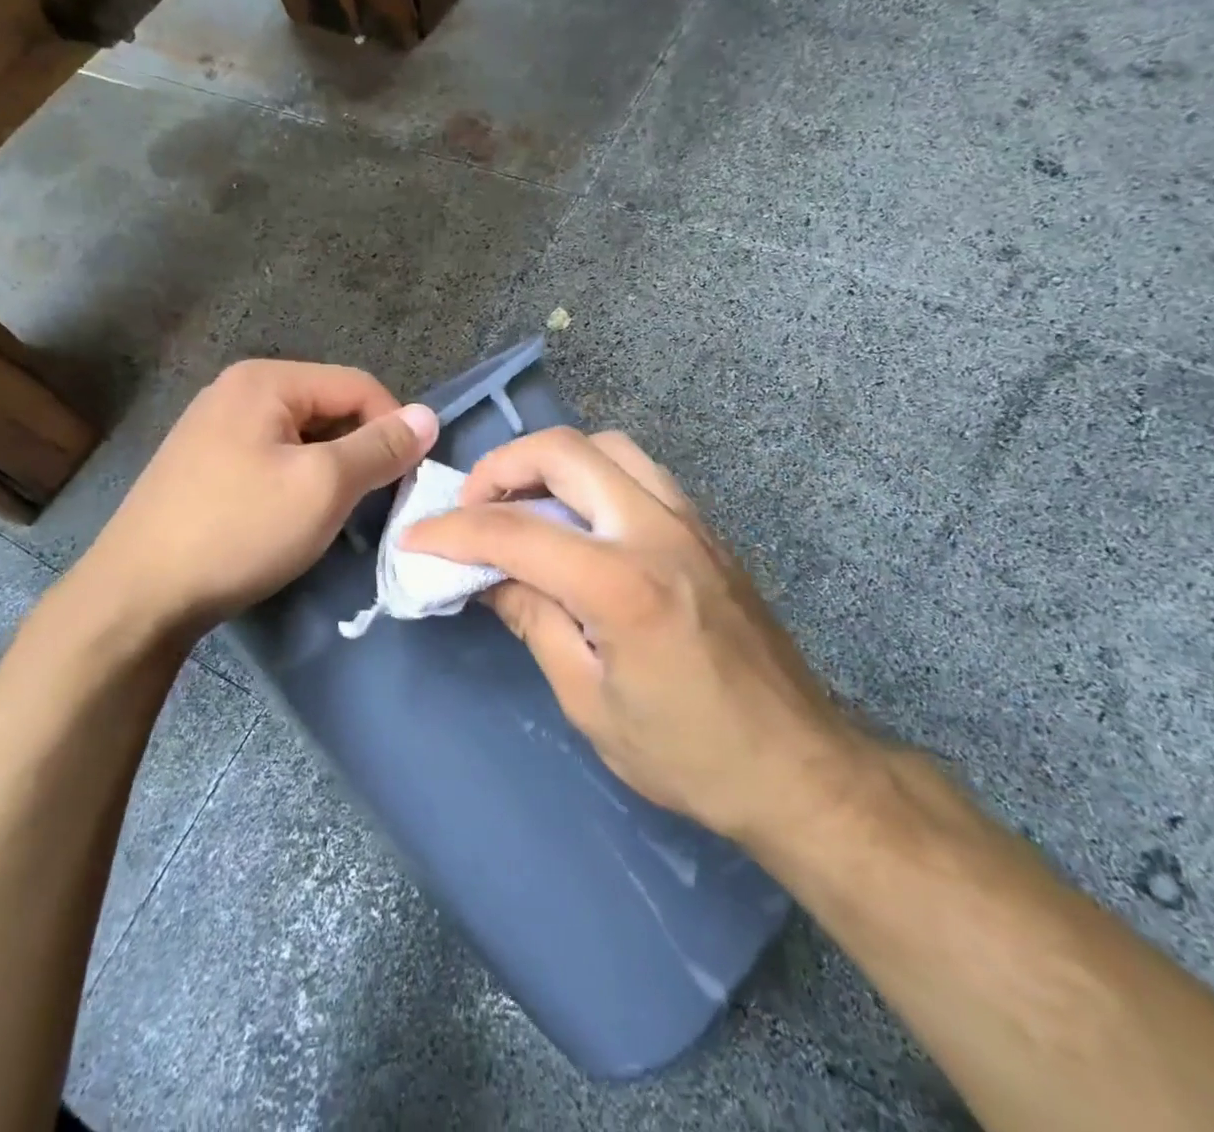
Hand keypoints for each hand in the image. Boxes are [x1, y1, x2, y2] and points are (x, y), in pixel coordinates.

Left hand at [49, 360, 437, 655]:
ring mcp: (214, 426)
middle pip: (329, 408)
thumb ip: (380, 447)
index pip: (358, 385)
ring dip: (330, 470)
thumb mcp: (323, 486)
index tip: (406, 479)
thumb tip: (429, 416)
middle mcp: (237, 389)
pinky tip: (290, 518)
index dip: (393, 427)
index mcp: (265, 380)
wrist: (138, 595)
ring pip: (302, 437)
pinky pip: (272, 457)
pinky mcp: (203, 463)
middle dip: (359, 451)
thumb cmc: (239, 530)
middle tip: (370, 503)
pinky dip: (296, 481)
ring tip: (332, 514)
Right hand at [405, 427, 869, 847]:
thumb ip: (534, 621)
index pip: (515, 532)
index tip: (416, 539)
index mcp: (622, 584)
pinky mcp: (706, 529)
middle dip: (501, 467)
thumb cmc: (687, 753)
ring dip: (552, 462)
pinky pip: (639, 472)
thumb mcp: (588, 701)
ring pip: (607, 447)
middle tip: (472, 508)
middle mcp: (657, 530)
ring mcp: (690, 522)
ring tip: (523, 505)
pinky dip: (593, 476)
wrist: (797, 765)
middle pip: (565, 451)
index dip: (453, 532)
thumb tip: (487, 577)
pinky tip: (578, 520)